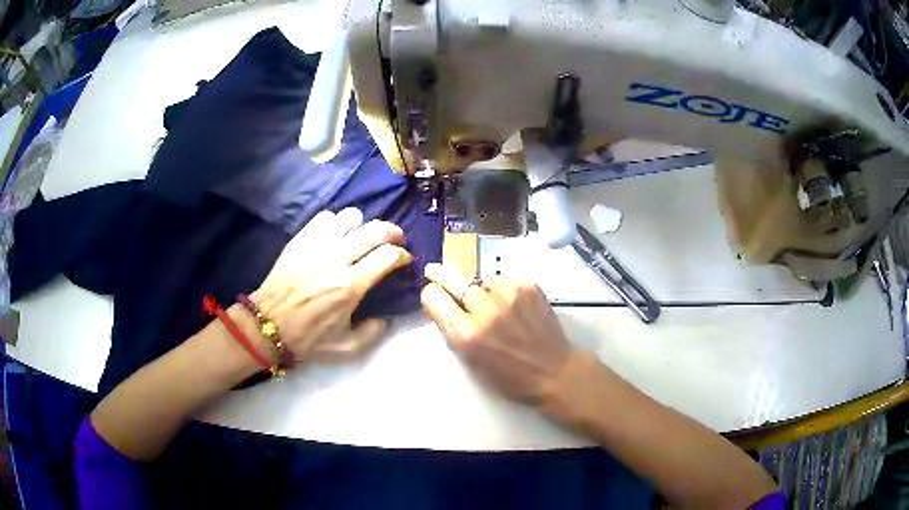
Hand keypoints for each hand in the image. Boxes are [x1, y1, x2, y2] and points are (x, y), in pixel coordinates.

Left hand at [251, 208, 411, 362]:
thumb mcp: (346, 347)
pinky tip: (335, 236)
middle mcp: (337, 259)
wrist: (268, 324)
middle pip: (375, 230)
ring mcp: (317, 245)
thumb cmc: (307, 337)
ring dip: (362, 225)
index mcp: (350, 285)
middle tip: (395, 239)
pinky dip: (336, 223)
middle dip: (393, 231)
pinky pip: (325, 217)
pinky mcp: (301, 239)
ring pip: (351, 217)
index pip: (388, 256)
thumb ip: (373, 333)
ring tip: (361, 237)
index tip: (404, 259)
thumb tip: (386, 317)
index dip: (403, 254)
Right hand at [420, 263, 571, 401]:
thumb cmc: (510, 377)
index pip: (432, 297)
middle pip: (451, 278)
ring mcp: (508, 294)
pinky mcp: (527, 286)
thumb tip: (442, 306)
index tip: (434, 297)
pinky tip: (511, 306)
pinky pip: (501, 280)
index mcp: (466, 334)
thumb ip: (453, 331)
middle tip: (434, 272)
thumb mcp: (470, 362)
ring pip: (479, 280)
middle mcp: (485, 310)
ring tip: (493, 308)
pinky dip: (500, 290)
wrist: (555, 371)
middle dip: (440, 277)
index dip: (431, 296)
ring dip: (479, 291)